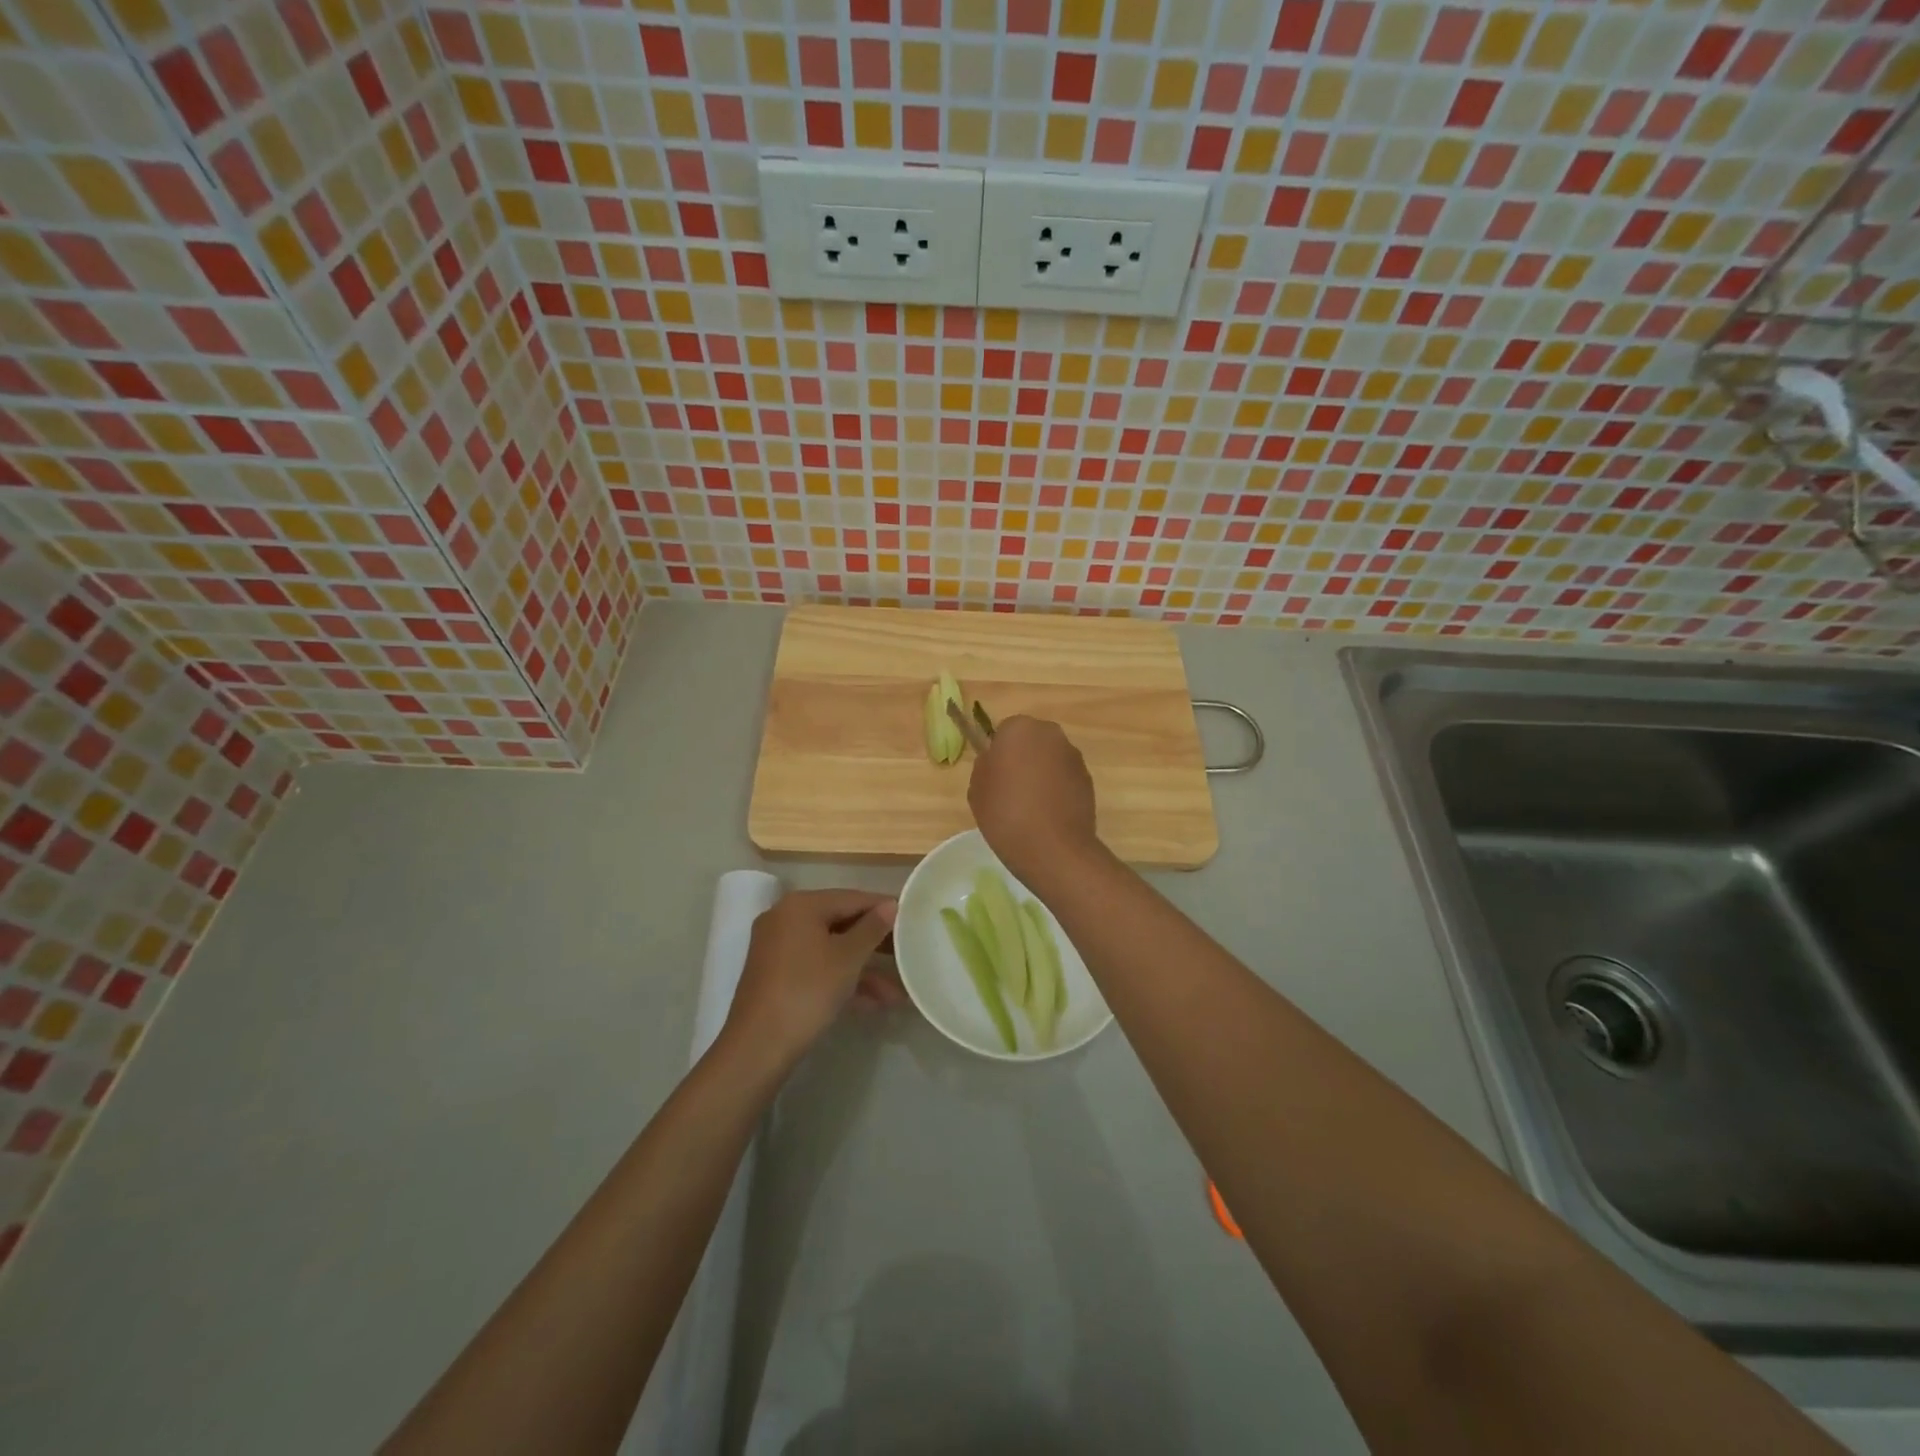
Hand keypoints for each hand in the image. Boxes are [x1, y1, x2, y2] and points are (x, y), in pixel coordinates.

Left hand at [724, 889, 898, 1071]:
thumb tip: (890, 905)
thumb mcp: (848, 958)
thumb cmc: (807, 990)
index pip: (852, 898)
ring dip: (863, 969)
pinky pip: (817, 967)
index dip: (883, 907)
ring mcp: (778, 948)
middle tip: (907, 952)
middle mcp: (785, 918)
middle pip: (841, 923)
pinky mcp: (776, 975)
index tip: (911, 919)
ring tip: (896, 993)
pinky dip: (842, 980)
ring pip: (830, 949)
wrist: (759, 1046)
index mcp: (801, 905)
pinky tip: (872, 1004)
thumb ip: (872, 928)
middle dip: (875, 944)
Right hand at [967, 715, 1100, 887]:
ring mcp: (1073, 756)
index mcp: (1019, 728)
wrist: (1052, 848)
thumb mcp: (976, 789)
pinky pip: (1065, 778)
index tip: (995, 777)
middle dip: (1023, 758)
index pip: (1004, 731)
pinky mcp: (1088, 779)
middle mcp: (1050, 734)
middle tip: (1011, 790)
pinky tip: (1048, 815)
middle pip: (1031, 741)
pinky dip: (1058, 789)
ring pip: (1050, 759)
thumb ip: (986, 765)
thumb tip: (996, 761)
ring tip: (1031, 807)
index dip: (998, 754)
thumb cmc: (1005, 813)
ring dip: (1042, 773)